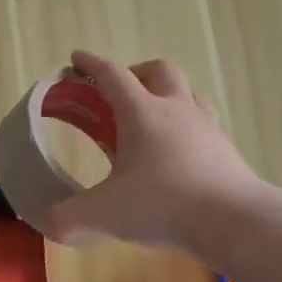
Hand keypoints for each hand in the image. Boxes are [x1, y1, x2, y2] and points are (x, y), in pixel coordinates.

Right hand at [49, 49, 262, 252]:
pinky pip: (205, 123)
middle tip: (120, 94)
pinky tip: (179, 152)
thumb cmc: (161, 204)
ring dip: (168, 94)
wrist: (231, 220)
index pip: (113, 76)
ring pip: (189, 92)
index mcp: (142, 113)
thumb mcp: (103, 214)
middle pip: (159, 71)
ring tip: (153, 118)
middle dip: (136, 73)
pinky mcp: (226, 149)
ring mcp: (206, 127)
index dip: (92, 65)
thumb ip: (69, 218)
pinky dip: (187, 126)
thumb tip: (50, 223)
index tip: (77, 58)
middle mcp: (176, 110)